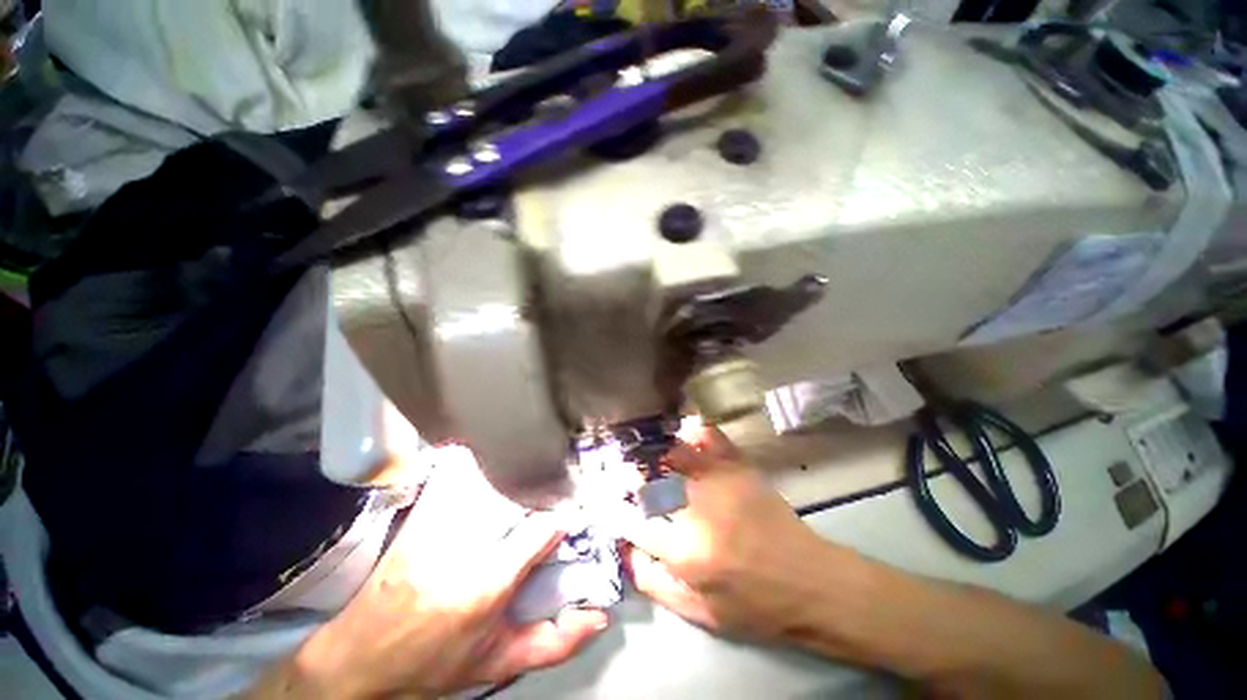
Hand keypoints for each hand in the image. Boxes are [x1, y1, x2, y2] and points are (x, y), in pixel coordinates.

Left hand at [261, 446, 607, 698]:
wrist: (359, 658)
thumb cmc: (431, 664)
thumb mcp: (498, 662)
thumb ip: (554, 644)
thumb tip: (597, 616)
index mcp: (485, 585)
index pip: (540, 529)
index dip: (562, 519)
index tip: (568, 518)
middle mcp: (461, 548)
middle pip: (518, 497)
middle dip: (543, 493)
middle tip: (553, 495)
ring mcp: (437, 526)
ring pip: (488, 478)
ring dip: (512, 475)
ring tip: (526, 478)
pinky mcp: (419, 516)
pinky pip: (455, 475)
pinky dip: (475, 463)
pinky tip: (488, 465)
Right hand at [619, 429, 833, 641]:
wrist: (810, 583)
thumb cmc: (754, 606)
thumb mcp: (699, 614)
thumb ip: (654, 583)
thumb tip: (625, 550)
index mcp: (684, 551)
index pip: (635, 523)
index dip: (619, 513)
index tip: (613, 506)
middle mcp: (697, 510)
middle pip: (651, 483)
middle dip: (632, 478)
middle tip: (626, 475)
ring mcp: (720, 482)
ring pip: (675, 454)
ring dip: (657, 453)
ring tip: (648, 454)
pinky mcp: (741, 469)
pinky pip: (711, 438)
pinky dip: (695, 432)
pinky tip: (686, 434)